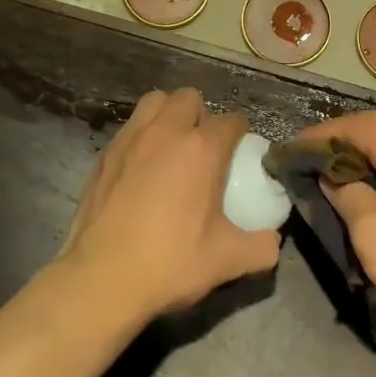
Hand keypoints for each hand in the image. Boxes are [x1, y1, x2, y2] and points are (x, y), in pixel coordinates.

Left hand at [62, 88, 280, 321]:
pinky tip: (141, 168)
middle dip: (201, 115)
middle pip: (190, 99)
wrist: (102, 277)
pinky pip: (130, 127)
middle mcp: (167, 131)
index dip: (240, 134)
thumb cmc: (169, 262)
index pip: (232, 121)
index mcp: (202, 149)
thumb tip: (273, 240)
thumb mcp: (227, 261)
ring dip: (168, 114)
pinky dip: (141, 135)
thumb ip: (261, 246)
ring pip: (155, 102)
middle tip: (203, 149)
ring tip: (170, 146)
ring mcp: (132, 137)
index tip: (240, 155)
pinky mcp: (106, 152)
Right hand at [311, 111, 375, 349]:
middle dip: (338, 143)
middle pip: (373, 132)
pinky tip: (369, 201)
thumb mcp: (372, 233)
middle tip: (309, 163)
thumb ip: (346, 196)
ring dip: (359, 161)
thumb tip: (333, 176)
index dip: (319, 135)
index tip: (292, 151)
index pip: (352, 125)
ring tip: (332, 182)